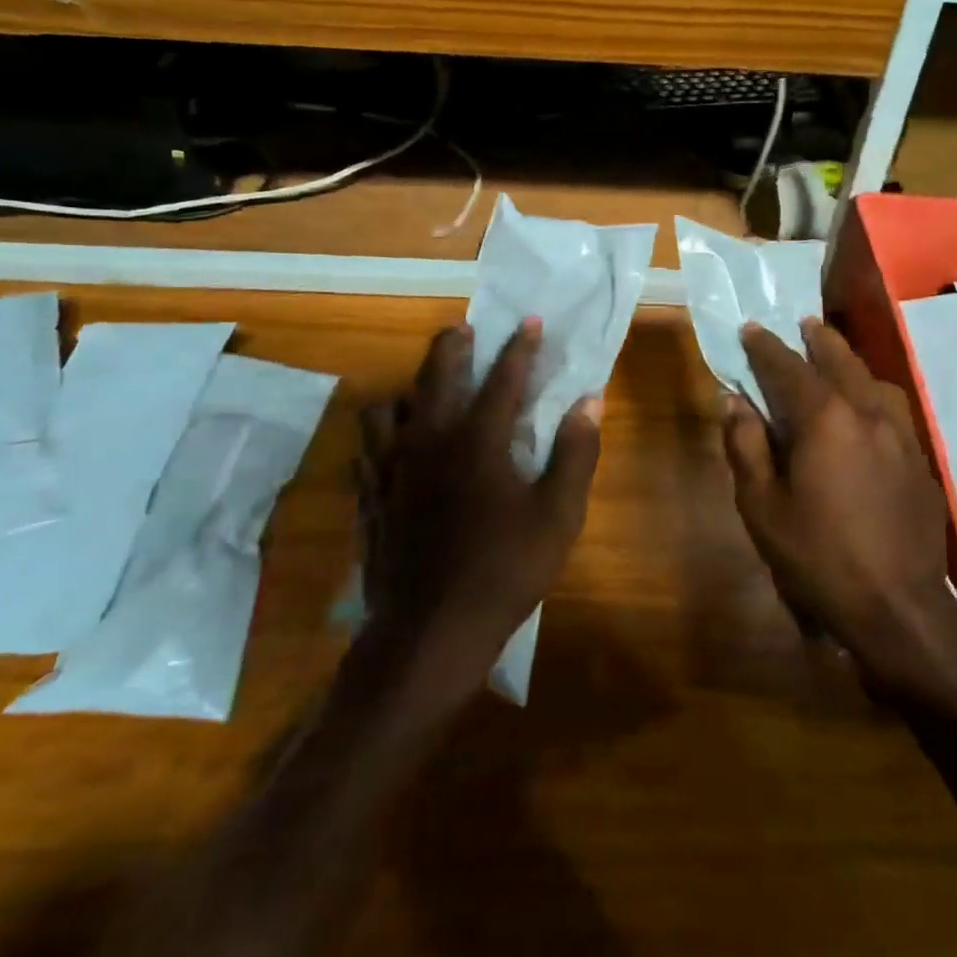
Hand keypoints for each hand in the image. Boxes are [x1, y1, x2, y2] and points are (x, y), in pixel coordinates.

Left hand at [357, 318, 602, 681]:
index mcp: (477, 440)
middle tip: (464, 330)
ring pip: (386, 408)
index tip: (529, 321)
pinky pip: (366, 450)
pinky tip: (393, 447)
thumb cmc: (503, 572)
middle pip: (435, 375)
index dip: (519, 347)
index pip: (502, 378)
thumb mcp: (558, 515)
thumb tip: (590, 401)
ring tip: (425, 392)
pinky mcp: (371, 498)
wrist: (429, 635)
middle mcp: (429, 441)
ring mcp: (392, 469)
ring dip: (408, 389)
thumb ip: (576, 453)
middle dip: (452, 346)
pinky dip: (382, 437)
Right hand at [722, 318, 956, 685]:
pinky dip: (872, 390)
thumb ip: (746, 445)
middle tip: (801, 323)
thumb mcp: (762, 506)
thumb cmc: (818, 557)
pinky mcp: (920, 457)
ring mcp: (901, 433)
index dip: (765, 346)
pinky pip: (892, 406)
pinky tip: (866, 404)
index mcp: (825, 418)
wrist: (898, 607)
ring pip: (872, 378)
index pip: (788, 367)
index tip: (749, 328)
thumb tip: (735, 401)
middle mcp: (866, 411)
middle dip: (816, 338)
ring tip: (833, 354)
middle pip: (839, 359)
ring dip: (849, 360)